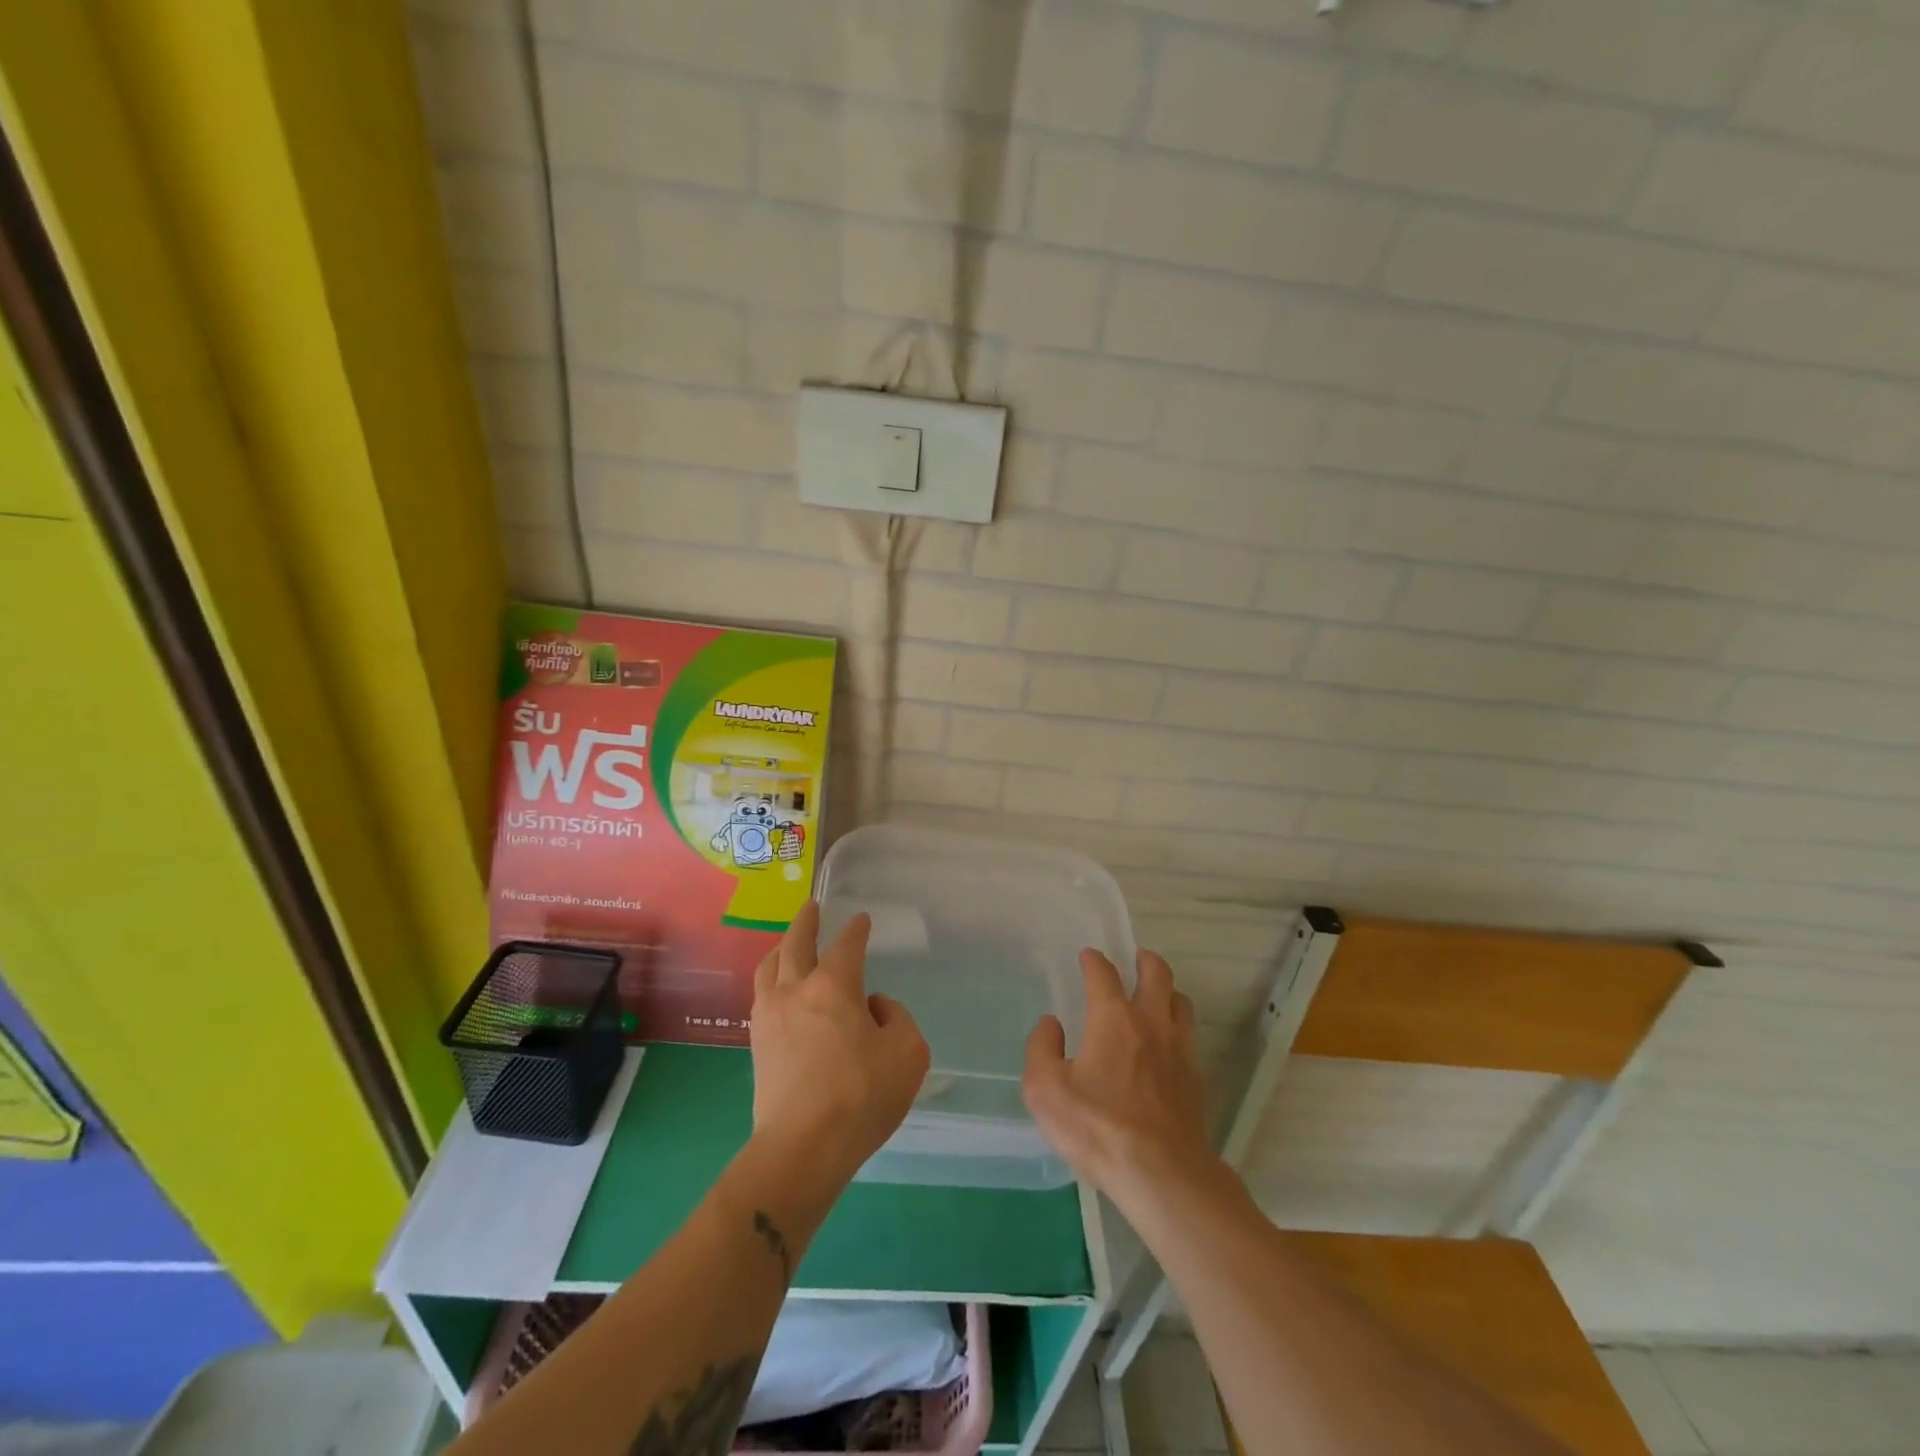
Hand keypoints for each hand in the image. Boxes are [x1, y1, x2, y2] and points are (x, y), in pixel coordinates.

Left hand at [749, 901, 930, 1183]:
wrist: (802, 1147)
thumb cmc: (861, 1096)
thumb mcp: (908, 1053)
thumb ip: (897, 1019)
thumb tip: (873, 1007)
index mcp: (834, 985)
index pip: (847, 945)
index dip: (857, 929)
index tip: (862, 920)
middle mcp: (797, 990)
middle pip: (796, 943)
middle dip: (806, 921)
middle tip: (811, 906)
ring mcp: (771, 1016)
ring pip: (770, 966)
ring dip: (782, 947)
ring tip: (788, 943)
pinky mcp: (757, 1044)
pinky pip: (761, 994)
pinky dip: (771, 978)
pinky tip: (777, 988)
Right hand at [1023, 949, 1220, 1208]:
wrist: (1163, 1174)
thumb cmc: (1098, 1128)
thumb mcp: (1045, 1090)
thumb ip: (1041, 1049)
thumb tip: (1052, 1025)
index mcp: (1113, 1018)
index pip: (1103, 974)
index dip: (1094, 960)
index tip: (1088, 956)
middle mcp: (1150, 1022)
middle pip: (1157, 973)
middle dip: (1145, 960)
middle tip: (1136, 959)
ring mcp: (1179, 1048)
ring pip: (1180, 1001)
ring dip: (1167, 991)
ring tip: (1155, 996)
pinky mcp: (1196, 1077)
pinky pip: (1188, 1035)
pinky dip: (1177, 1026)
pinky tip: (1166, 1044)